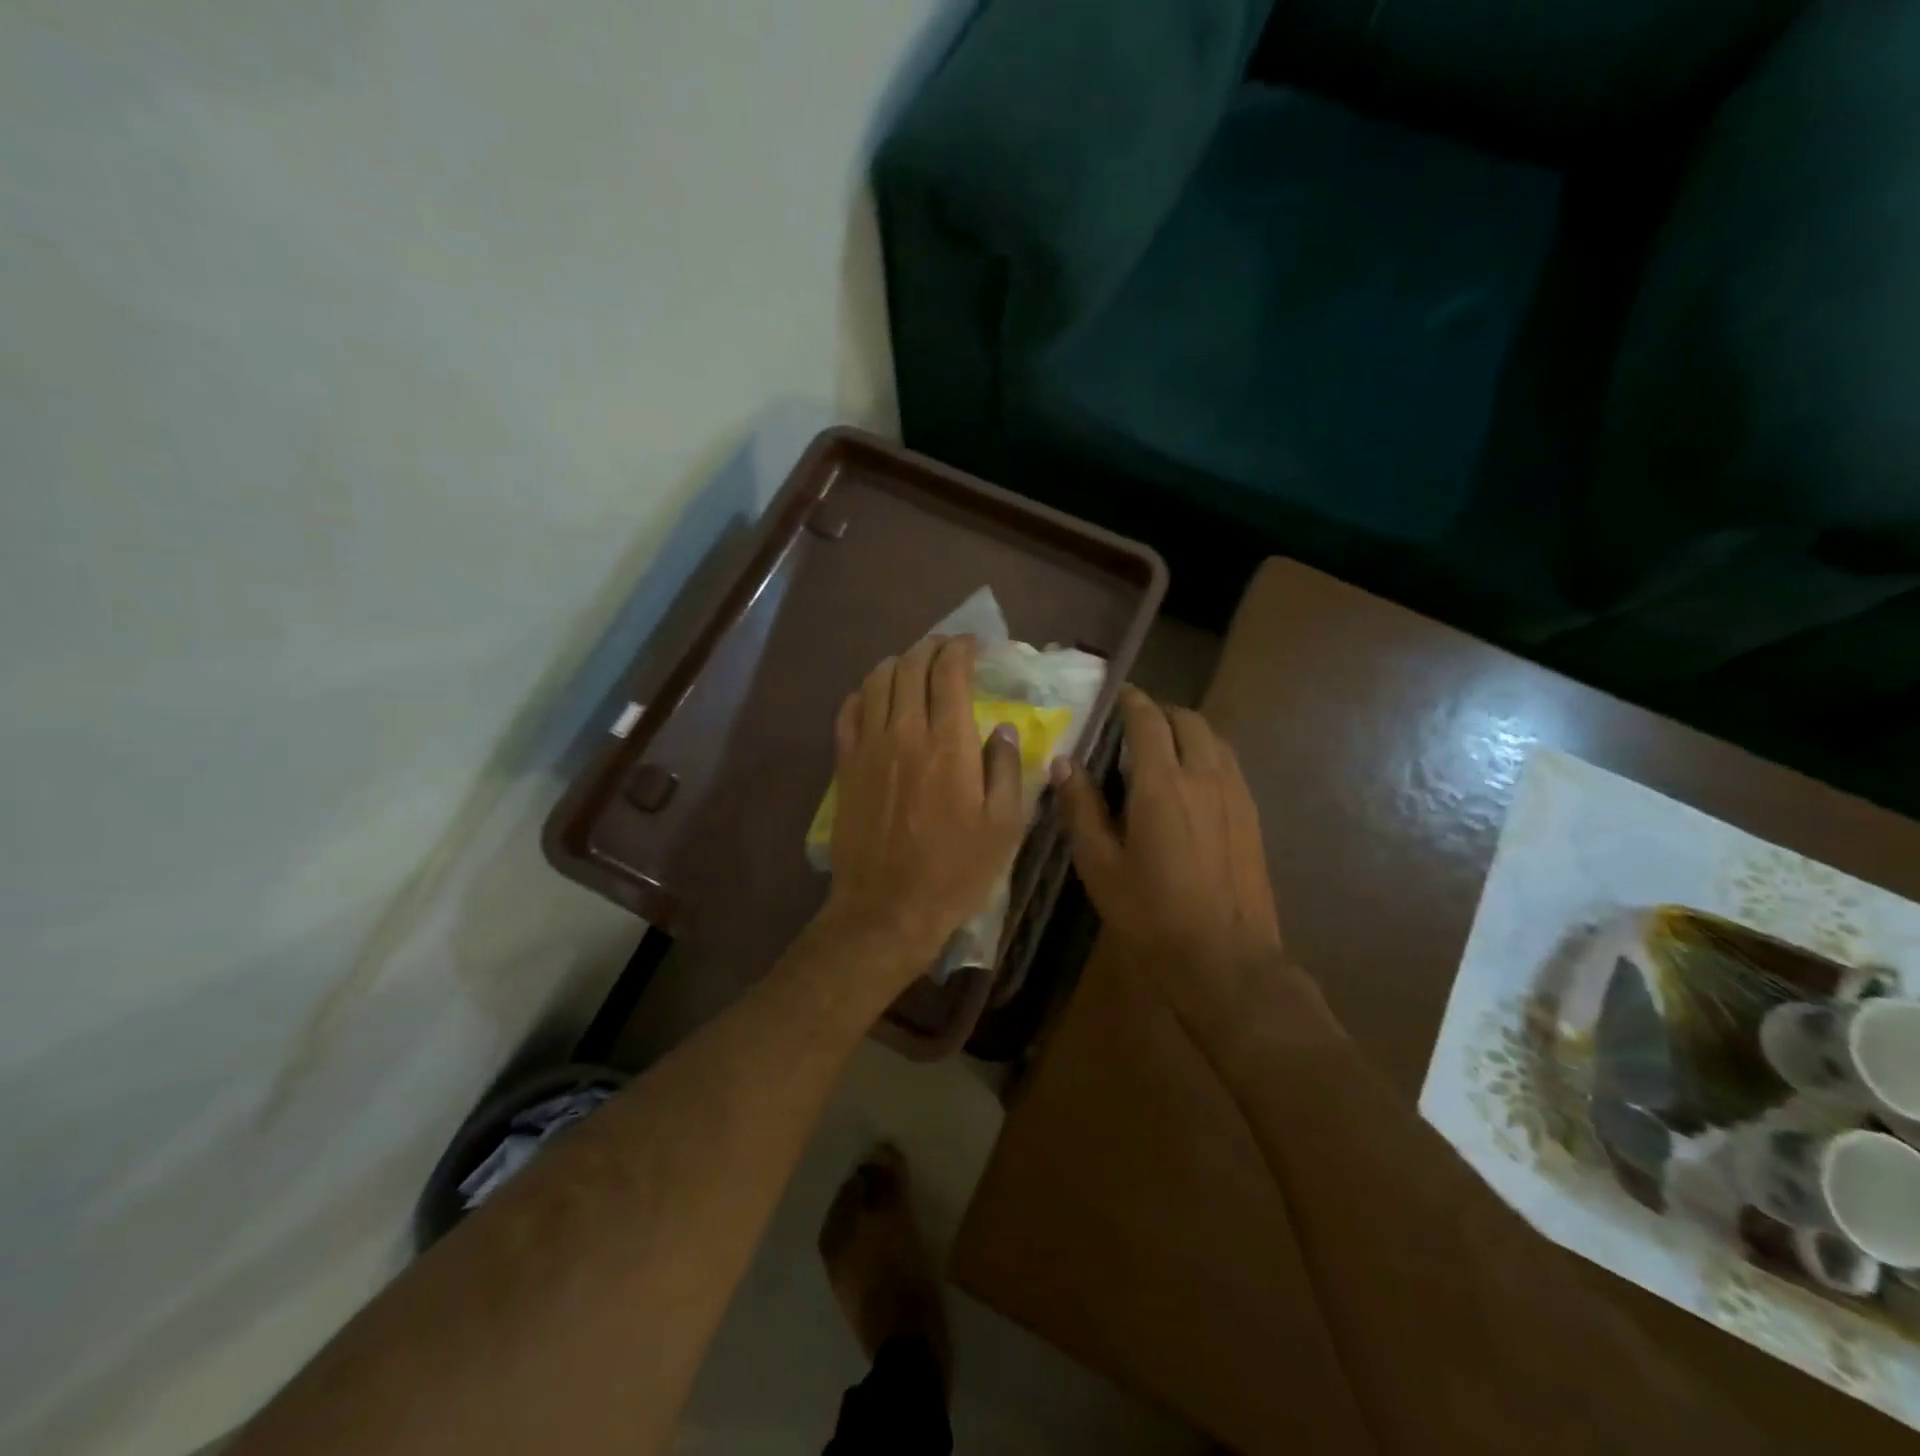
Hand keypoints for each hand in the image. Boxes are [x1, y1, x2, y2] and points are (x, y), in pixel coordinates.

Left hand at [822, 636, 1025, 980]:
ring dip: (898, 663)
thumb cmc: (955, 871)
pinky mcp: (845, 766)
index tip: (974, 646)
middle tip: (947, 650)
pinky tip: (877, 697)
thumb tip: (1003, 728)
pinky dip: (865, 692)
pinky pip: (848, 711)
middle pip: (911, 666)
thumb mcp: (1004, 826)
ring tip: (914, 667)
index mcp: (949, 744)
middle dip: (931, 647)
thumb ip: (1006, 769)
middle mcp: (905, 732)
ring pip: (876, 681)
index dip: (962, 649)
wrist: (887, 909)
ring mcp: (868, 747)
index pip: (950, 673)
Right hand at [1052, 687, 1293, 1035]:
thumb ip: (1080, 808)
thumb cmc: (1151, 915)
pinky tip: (1194, 783)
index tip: (1119, 695)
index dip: (1133, 701)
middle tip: (1136, 725)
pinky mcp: (1252, 816)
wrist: (1225, 960)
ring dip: (1188, 731)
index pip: (1148, 721)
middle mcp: (1204, 776)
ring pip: (1215, 740)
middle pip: (1188, 720)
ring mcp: (1235, 794)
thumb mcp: (1100, 865)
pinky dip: (1208, 755)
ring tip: (1165, 749)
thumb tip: (1063, 763)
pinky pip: (1230, 765)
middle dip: (1162, 713)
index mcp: (1162, 784)